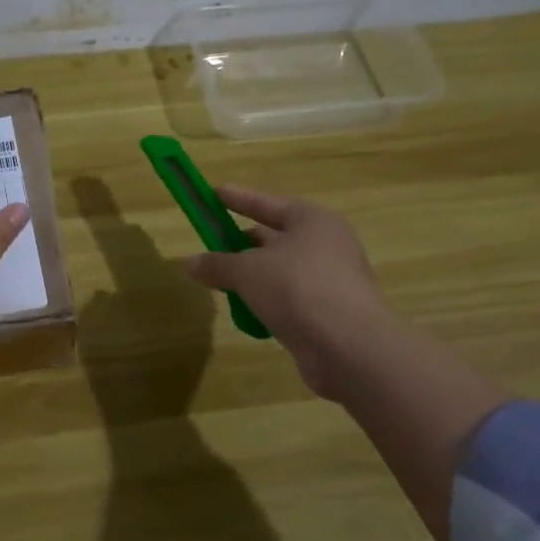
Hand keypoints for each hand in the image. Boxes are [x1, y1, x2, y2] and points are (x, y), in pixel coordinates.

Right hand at [184, 186, 390, 401]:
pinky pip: (290, 299)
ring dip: (252, 277)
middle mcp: (326, 245)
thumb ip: (217, 264)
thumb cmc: (297, 289)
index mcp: (312, 221)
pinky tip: (246, 313)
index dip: (238, 198)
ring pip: (280, 271)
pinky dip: (267, 302)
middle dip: (242, 244)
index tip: (213, 192)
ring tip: (221, 284)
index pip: (267, 204)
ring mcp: (331, 280)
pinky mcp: (330, 313)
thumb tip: (190, 263)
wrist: (350, 348)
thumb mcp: (247, 271)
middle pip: (274, 237)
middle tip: (211, 246)